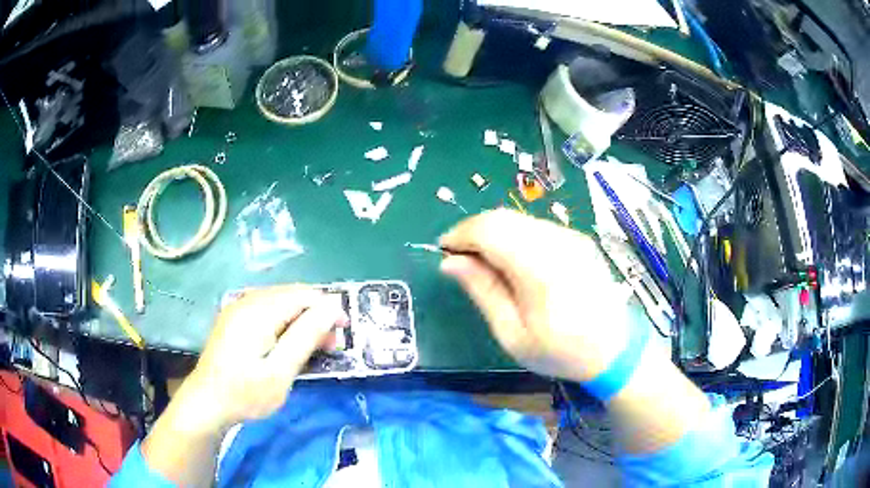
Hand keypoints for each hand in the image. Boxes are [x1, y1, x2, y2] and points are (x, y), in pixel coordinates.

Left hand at [178, 285, 346, 430]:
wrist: (207, 402)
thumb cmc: (245, 393)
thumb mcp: (280, 371)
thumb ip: (305, 336)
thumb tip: (332, 307)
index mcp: (258, 311)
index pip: (303, 295)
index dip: (328, 309)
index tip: (343, 333)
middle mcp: (247, 301)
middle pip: (292, 295)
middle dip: (316, 315)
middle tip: (329, 347)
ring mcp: (238, 308)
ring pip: (280, 302)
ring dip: (301, 320)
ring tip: (311, 348)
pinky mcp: (234, 319)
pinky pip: (267, 310)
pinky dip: (284, 323)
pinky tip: (287, 344)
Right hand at [440, 209, 630, 381]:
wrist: (615, 349)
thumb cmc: (560, 351)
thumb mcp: (513, 334)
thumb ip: (483, 291)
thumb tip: (450, 262)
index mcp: (540, 268)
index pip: (490, 230)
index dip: (460, 234)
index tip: (443, 251)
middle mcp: (557, 242)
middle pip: (503, 217)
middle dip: (473, 231)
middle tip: (460, 259)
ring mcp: (570, 237)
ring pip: (518, 218)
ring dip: (492, 232)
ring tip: (483, 262)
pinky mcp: (577, 239)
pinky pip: (535, 226)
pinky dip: (513, 235)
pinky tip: (511, 261)